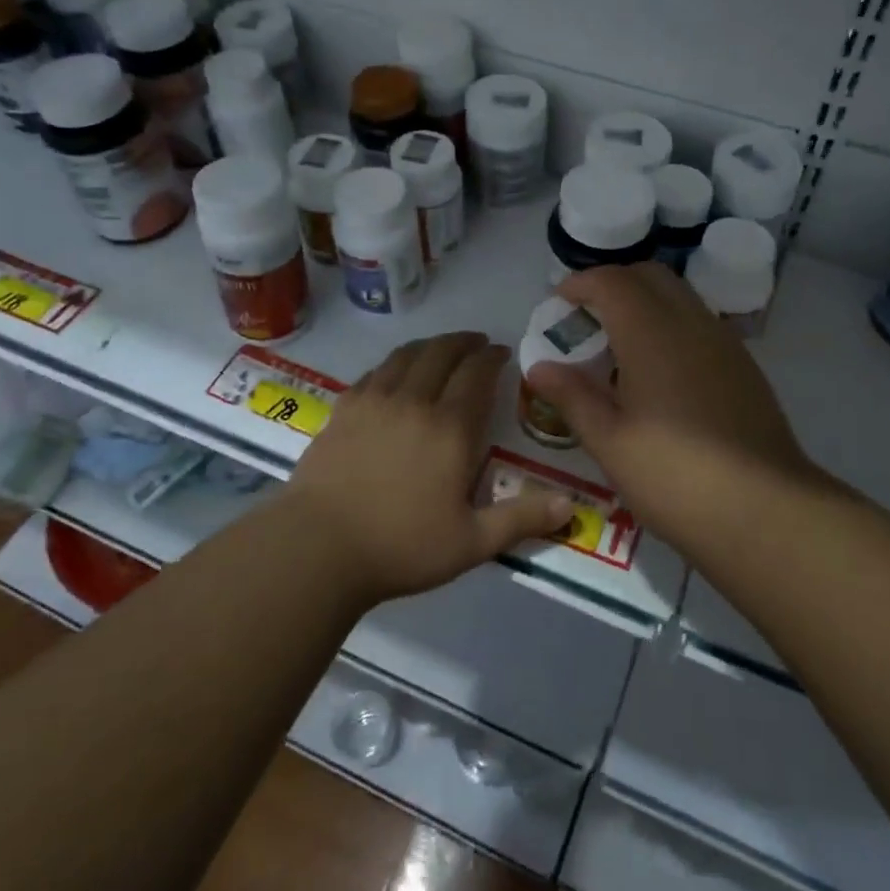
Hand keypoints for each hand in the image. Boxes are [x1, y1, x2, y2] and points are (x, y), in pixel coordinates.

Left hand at [286, 332, 574, 602]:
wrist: (317, 547)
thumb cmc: (401, 546)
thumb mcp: (471, 542)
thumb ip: (521, 519)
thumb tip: (572, 504)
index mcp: (451, 427)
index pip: (477, 374)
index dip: (492, 357)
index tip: (501, 352)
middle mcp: (415, 401)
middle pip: (442, 353)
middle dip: (465, 342)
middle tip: (477, 343)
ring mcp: (375, 400)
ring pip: (407, 355)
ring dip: (431, 345)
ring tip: (442, 348)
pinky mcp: (344, 409)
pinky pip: (376, 371)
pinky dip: (395, 362)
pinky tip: (396, 372)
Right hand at [525, 265, 817, 546]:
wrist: (765, 510)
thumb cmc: (675, 476)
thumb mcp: (610, 442)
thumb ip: (572, 397)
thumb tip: (538, 367)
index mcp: (651, 333)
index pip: (612, 281)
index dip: (581, 283)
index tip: (559, 302)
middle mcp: (690, 323)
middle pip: (649, 275)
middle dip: (613, 284)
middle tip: (587, 317)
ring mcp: (724, 341)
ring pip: (679, 296)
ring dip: (645, 302)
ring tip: (620, 344)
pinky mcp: (743, 365)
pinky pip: (699, 322)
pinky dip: (671, 323)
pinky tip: (660, 370)